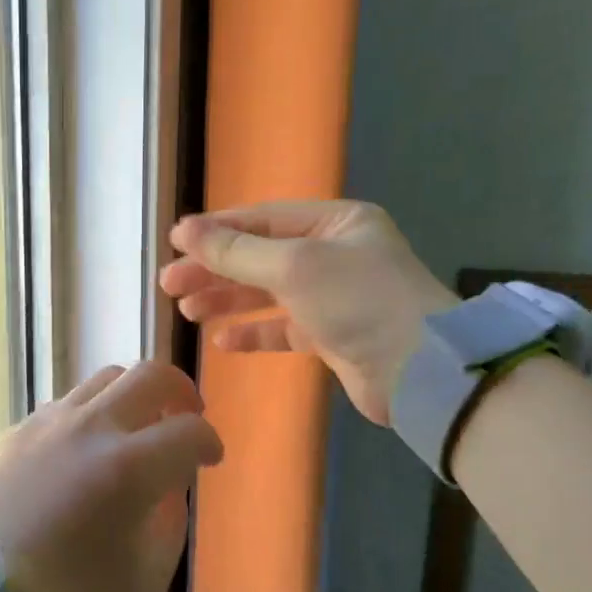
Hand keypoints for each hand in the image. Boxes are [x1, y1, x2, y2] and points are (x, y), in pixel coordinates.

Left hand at [0, 362, 223, 591]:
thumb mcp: (146, 577)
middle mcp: (91, 428)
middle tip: (185, 416)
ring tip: (137, 428)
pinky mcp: (19, 429)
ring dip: (134, 396)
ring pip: (106, 378)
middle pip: (151, 375)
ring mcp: (50, 421)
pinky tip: (86, 449)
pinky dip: (92, 415)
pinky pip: (68, 403)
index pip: (189, 431)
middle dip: (181, 391)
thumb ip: (170, 519)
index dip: (209, 443)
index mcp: (129, 467)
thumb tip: (168, 483)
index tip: (209, 459)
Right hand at [159, 200, 455, 425]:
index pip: (262, 220)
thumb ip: (236, 251)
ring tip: (188, 311)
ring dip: (227, 300)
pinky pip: (282, 327)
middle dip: (214, 270)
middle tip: (170, 285)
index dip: (215, 230)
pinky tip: (223, 340)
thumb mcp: (293, 266)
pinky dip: (253, 332)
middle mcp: (335, 253)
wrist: (421, 372)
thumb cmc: (358, 301)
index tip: (173, 244)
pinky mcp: (332, 335)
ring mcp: (334, 295)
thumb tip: (184, 230)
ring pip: (268, 292)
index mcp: (335, 223)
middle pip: (260, 256)